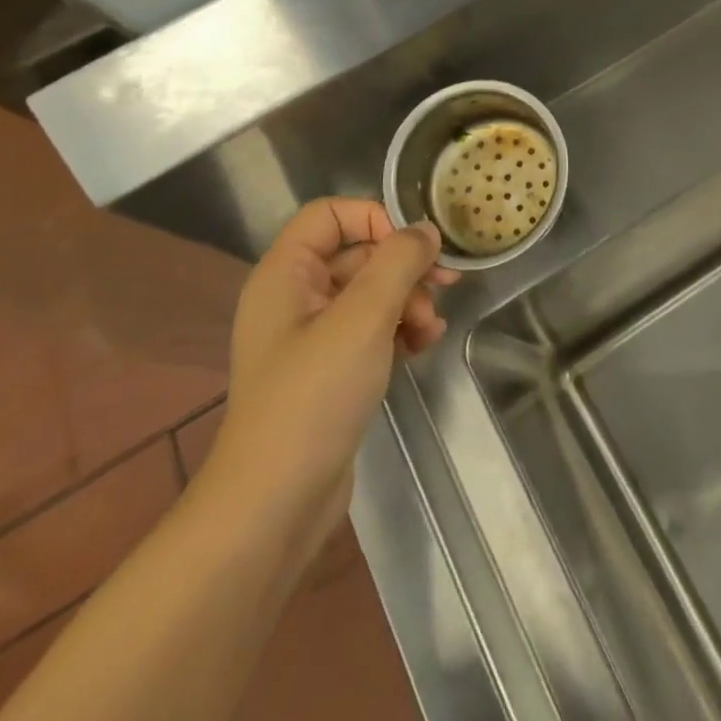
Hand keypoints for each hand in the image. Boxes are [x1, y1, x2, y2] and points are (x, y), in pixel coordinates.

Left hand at [198, 198, 457, 544]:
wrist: (274, 505)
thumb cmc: (313, 397)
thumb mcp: (363, 317)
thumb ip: (399, 262)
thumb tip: (425, 230)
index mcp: (286, 274)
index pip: (330, 214)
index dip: (374, 218)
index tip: (412, 247)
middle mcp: (294, 297)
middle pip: (357, 254)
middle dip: (403, 267)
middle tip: (445, 285)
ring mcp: (311, 338)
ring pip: (369, 293)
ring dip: (407, 301)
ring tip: (431, 329)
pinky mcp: (328, 371)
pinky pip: (369, 330)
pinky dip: (398, 330)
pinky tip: (423, 346)